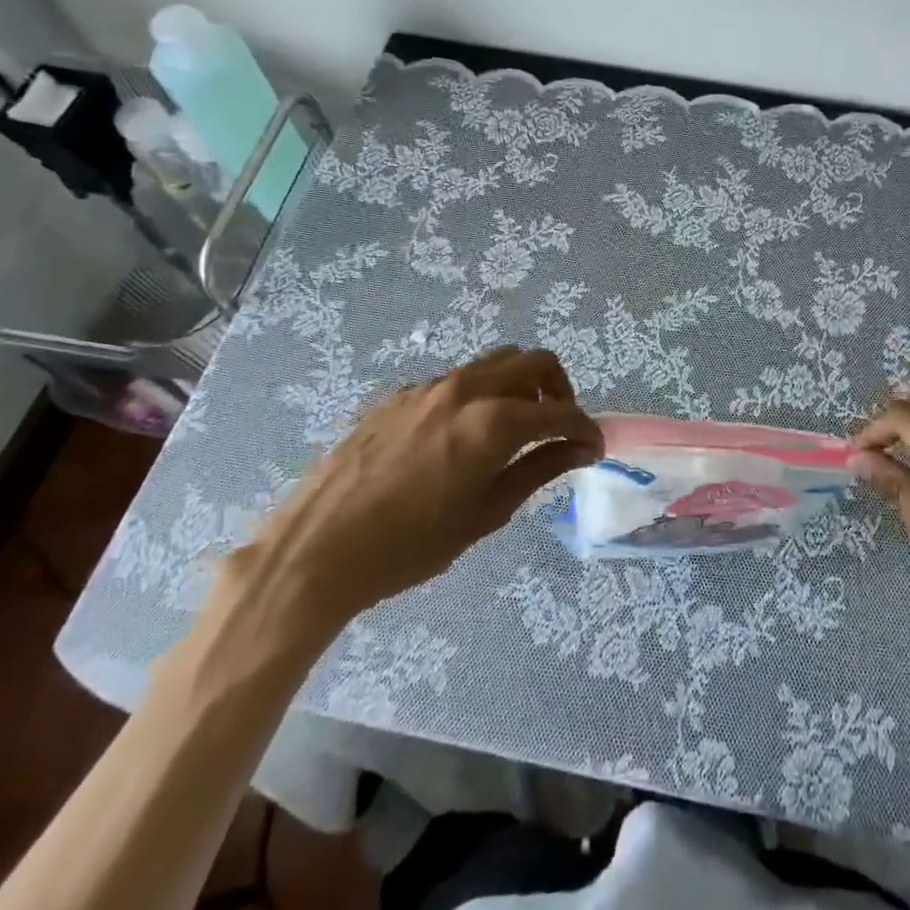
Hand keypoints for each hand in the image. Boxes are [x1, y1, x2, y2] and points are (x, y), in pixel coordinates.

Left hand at [213, 347, 603, 659]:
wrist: (316, 547)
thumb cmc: (408, 546)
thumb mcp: (484, 514)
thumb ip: (537, 471)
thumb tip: (580, 449)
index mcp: (493, 422)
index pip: (561, 412)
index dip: (586, 429)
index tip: (593, 448)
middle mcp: (466, 388)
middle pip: (533, 362)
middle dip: (559, 390)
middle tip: (558, 429)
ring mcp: (431, 385)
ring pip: (495, 362)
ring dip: (519, 386)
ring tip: (514, 429)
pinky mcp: (402, 393)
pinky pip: (458, 378)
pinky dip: (481, 393)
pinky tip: (463, 437)